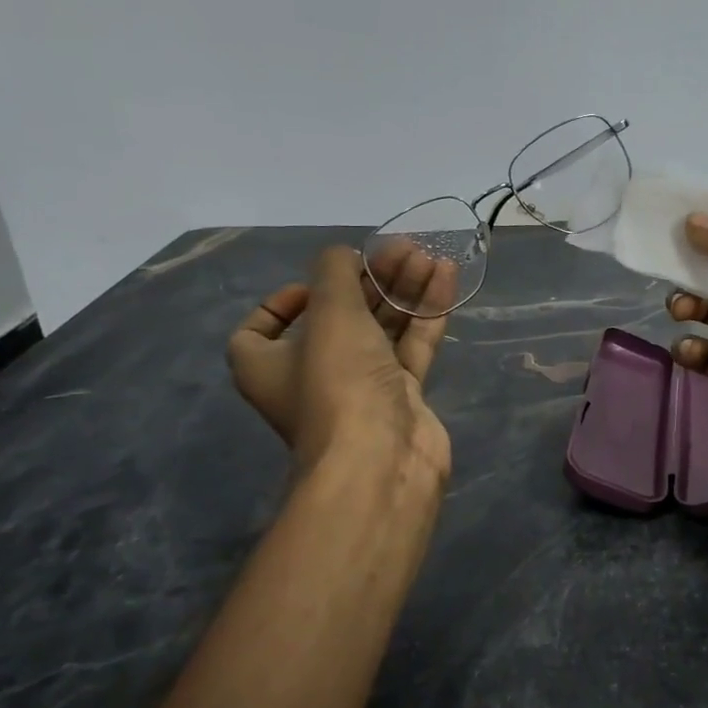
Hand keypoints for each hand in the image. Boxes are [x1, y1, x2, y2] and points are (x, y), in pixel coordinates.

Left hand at [227, 242, 456, 481]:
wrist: (382, 458)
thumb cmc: (339, 381)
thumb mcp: (330, 314)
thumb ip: (335, 273)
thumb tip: (341, 256)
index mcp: (269, 364)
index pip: (261, 329)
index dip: (284, 301)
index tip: (319, 282)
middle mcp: (311, 376)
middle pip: (337, 317)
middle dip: (368, 280)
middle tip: (401, 249)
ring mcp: (361, 387)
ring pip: (381, 329)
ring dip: (403, 291)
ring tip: (429, 256)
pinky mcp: (401, 396)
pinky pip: (412, 346)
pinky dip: (426, 313)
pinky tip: (446, 276)